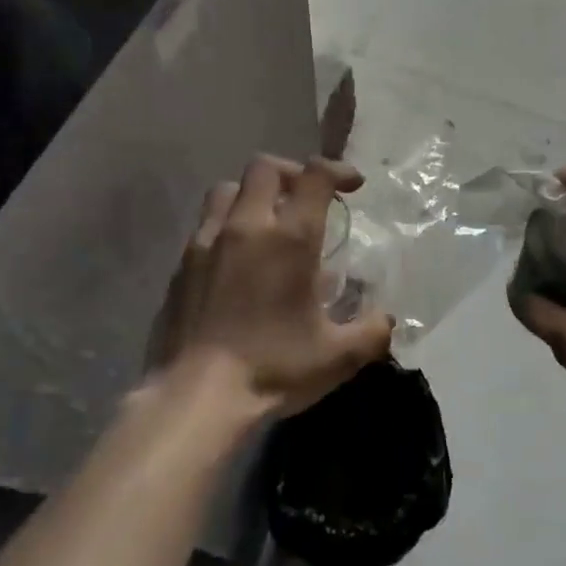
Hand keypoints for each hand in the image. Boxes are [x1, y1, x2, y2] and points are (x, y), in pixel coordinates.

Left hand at [147, 154, 392, 415]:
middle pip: (265, 168)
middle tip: (307, 198)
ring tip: (268, 221)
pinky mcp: (180, 265)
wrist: (195, 397)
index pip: (315, 175)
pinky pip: (205, 225)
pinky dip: (227, 226)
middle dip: (292, 173)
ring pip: (227, 189)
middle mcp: (246, 227)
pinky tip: (237, 260)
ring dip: (252, 194)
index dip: (338, 170)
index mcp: (290, 238)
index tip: (353, 186)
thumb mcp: (339, 357)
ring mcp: (206, 242)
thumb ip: (372, 331)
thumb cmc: (273, 368)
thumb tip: (385, 318)